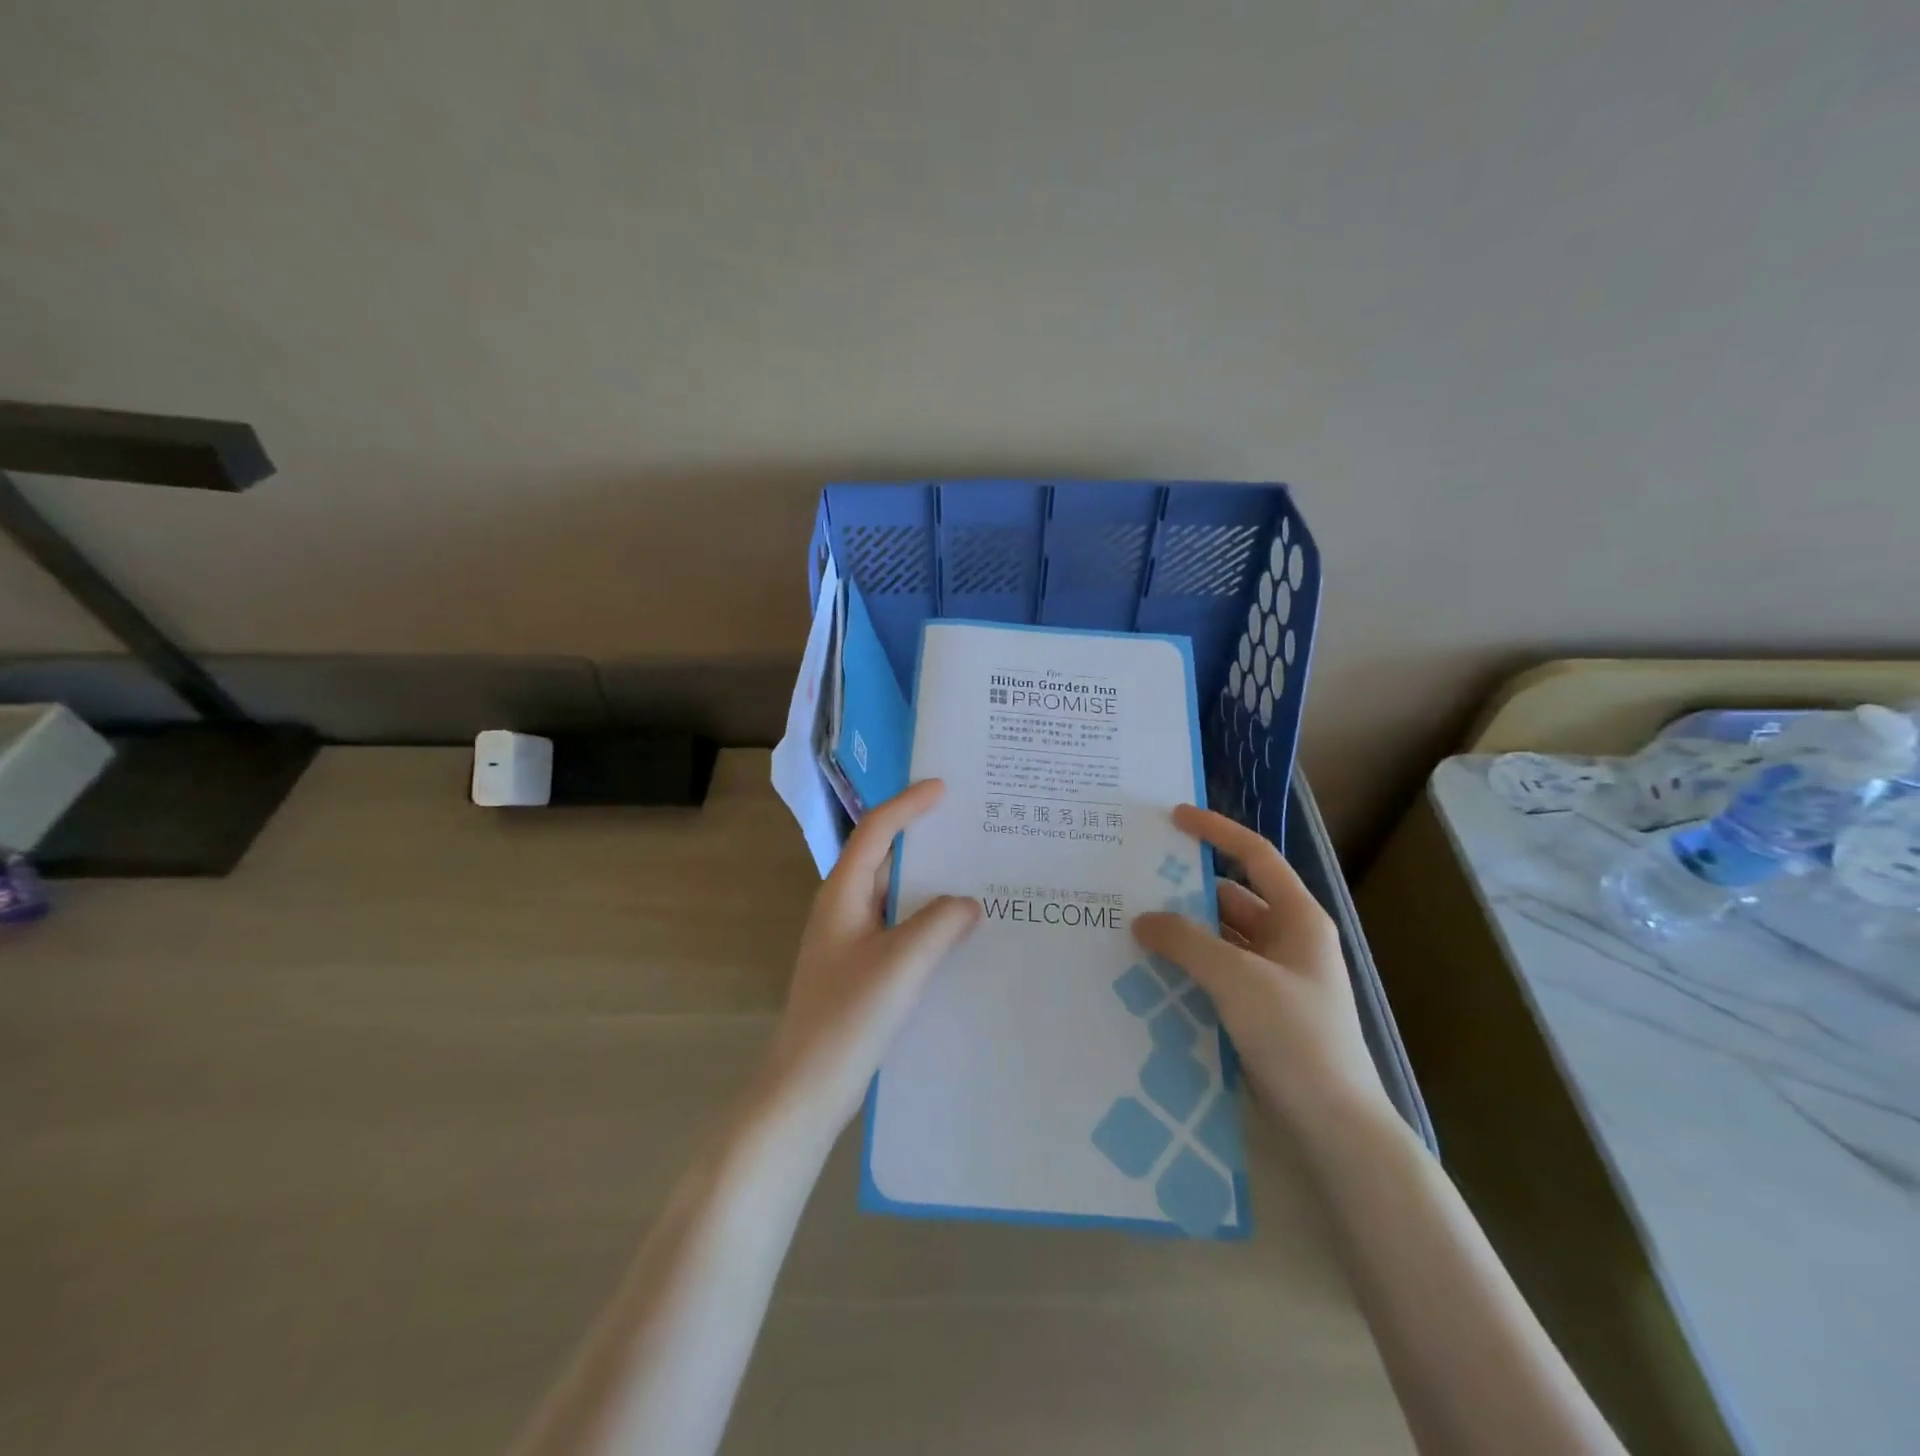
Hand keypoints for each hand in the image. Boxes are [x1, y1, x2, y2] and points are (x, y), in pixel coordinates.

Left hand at [760, 780, 980, 1140]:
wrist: (807, 1087)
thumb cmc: (848, 1017)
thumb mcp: (902, 964)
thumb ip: (939, 924)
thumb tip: (968, 903)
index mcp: (842, 893)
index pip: (876, 832)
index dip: (908, 805)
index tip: (943, 788)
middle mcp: (841, 907)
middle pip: (882, 856)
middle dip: (921, 837)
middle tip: (966, 825)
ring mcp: (848, 939)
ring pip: (891, 893)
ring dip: (926, 880)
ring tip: (971, 872)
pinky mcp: (858, 967)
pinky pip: (896, 924)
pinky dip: (924, 916)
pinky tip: (954, 930)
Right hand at [1132, 805, 1388, 1132]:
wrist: (1332, 1124)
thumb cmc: (1295, 1036)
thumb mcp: (1237, 978)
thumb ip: (1186, 941)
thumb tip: (1142, 919)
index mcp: (1299, 918)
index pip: (1255, 856)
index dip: (1217, 831)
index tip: (1174, 817)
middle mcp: (1288, 940)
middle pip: (1232, 897)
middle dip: (1187, 889)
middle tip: (1135, 880)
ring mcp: (1274, 977)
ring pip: (1221, 937)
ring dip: (1184, 931)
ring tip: (1133, 924)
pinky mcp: (1259, 1009)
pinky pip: (1217, 971)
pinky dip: (1188, 965)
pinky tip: (1151, 969)